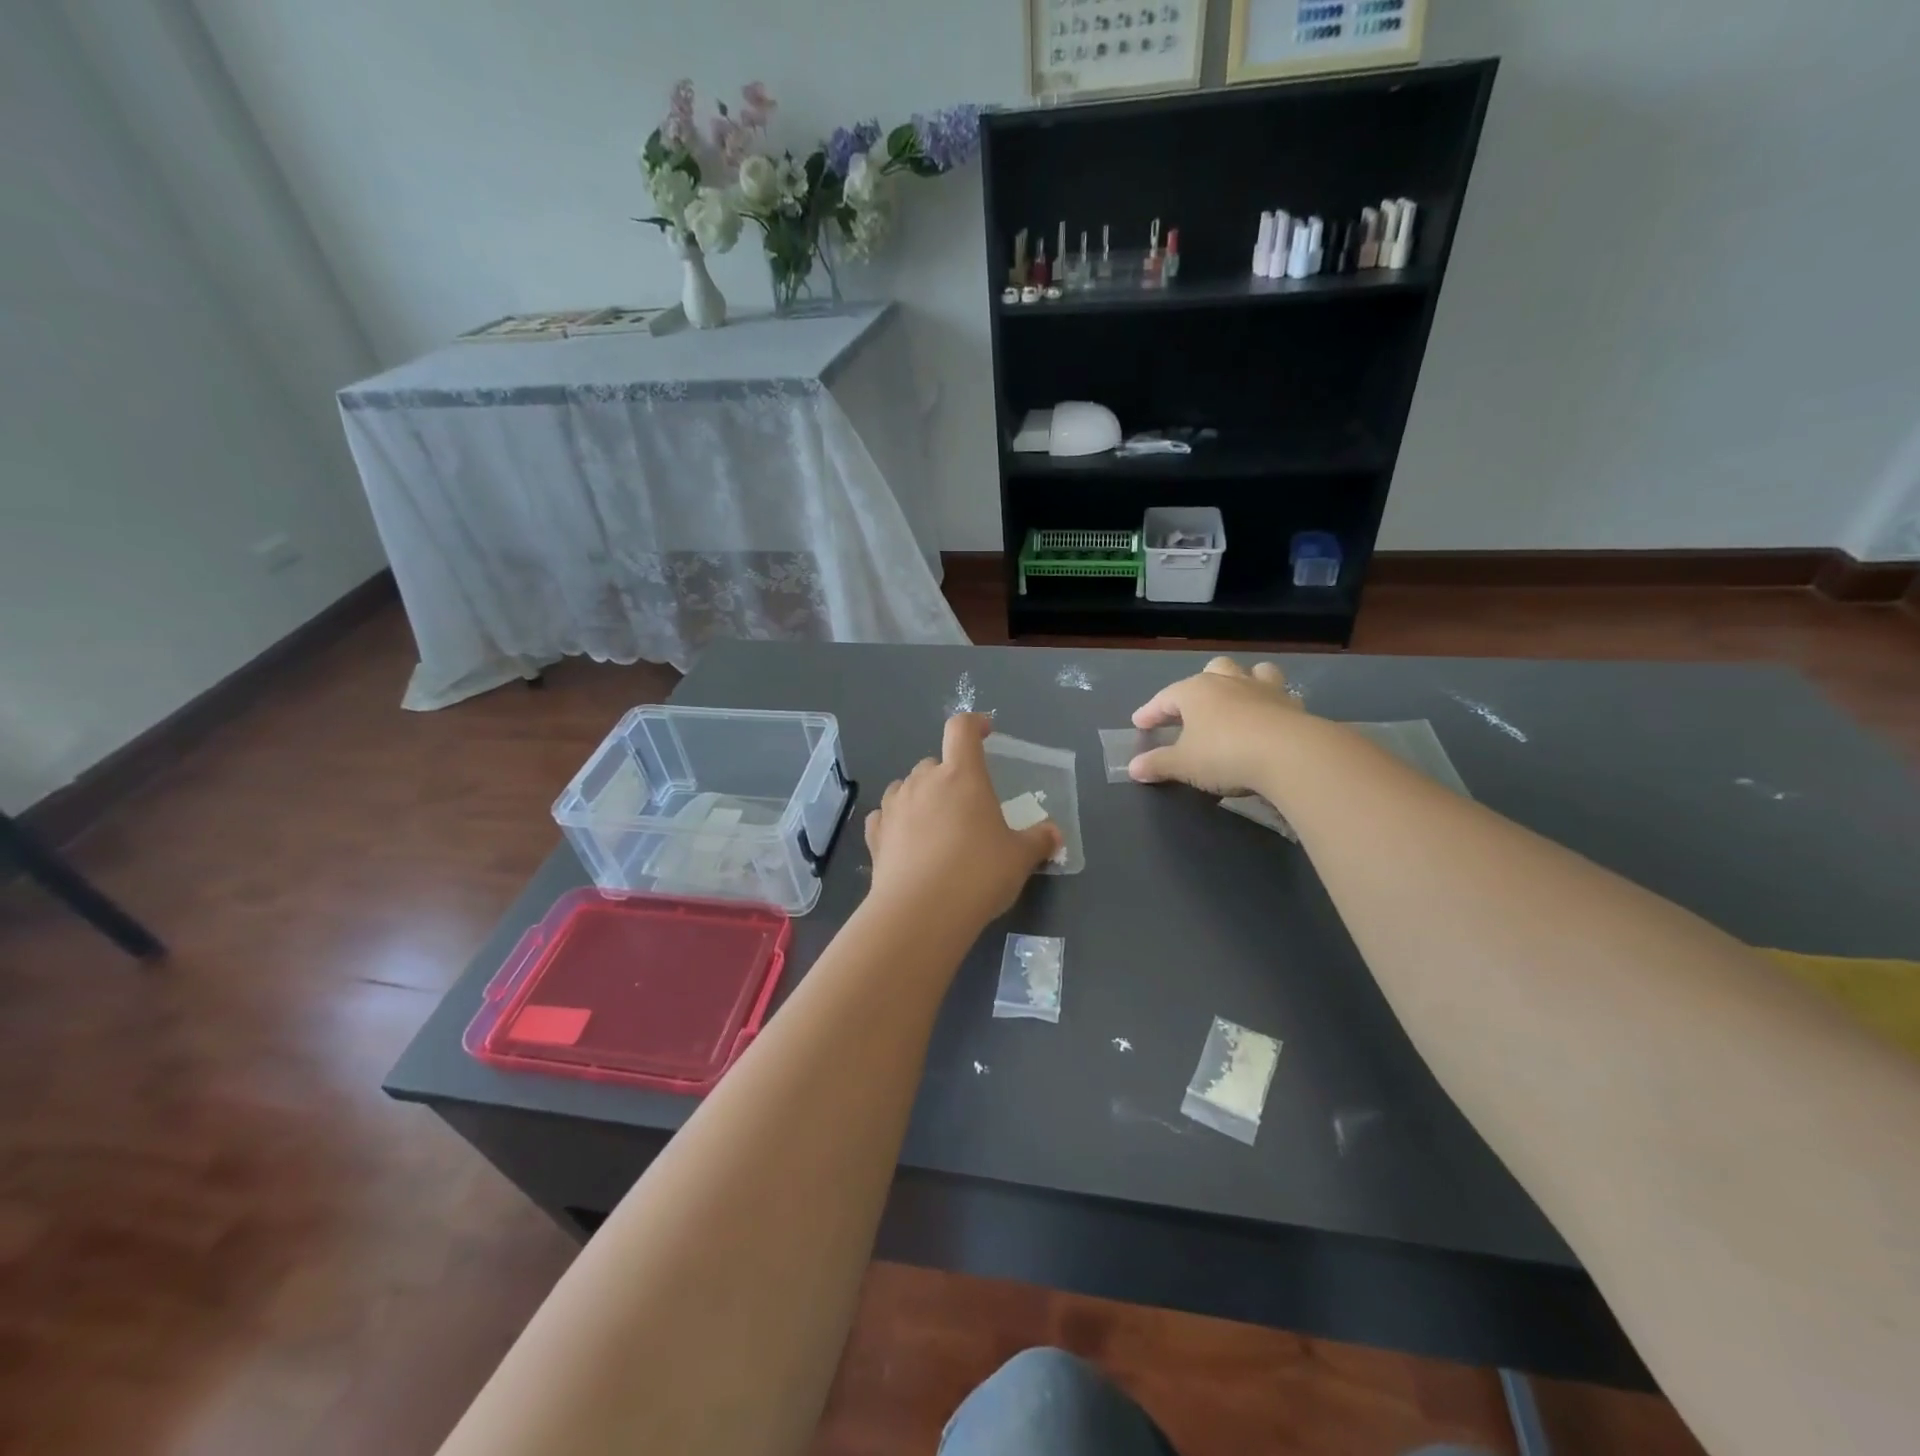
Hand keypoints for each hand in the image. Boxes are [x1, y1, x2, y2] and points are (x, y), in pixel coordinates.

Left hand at [863, 714, 1063, 933]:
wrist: (921, 913)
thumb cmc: (978, 874)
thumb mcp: (1019, 859)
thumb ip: (1038, 841)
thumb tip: (1054, 834)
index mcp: (961, 775)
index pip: (962, 729)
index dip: (974, 724)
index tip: (985, 732)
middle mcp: (923, 782)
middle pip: (933, 762)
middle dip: (949, 775)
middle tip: (966, 803)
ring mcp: (894, 807)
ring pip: (906, 787)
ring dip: (920, 796)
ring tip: (935, 823)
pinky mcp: (875, 836)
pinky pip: (885, 817)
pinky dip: (895, 822)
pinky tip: (905, 841)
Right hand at [1129, 656, 1303, 795]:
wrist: (1289, 754)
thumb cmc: (1224, 754)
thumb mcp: (1183, 765)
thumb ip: (1158, 764)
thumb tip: (1134, 768)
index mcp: (1195, 692)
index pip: (1165, 698)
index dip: (1150, 712)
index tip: (1140, 723)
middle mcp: (1229, 682)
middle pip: (1212, 671)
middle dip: (1200, 686)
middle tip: (1192, 707)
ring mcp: (1263, 689)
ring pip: (1252, 672)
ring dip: (1243, 681)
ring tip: (1238, 698)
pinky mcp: (1292, 705)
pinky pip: (1280, 695)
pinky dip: (1272, 703)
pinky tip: (1270, 717)